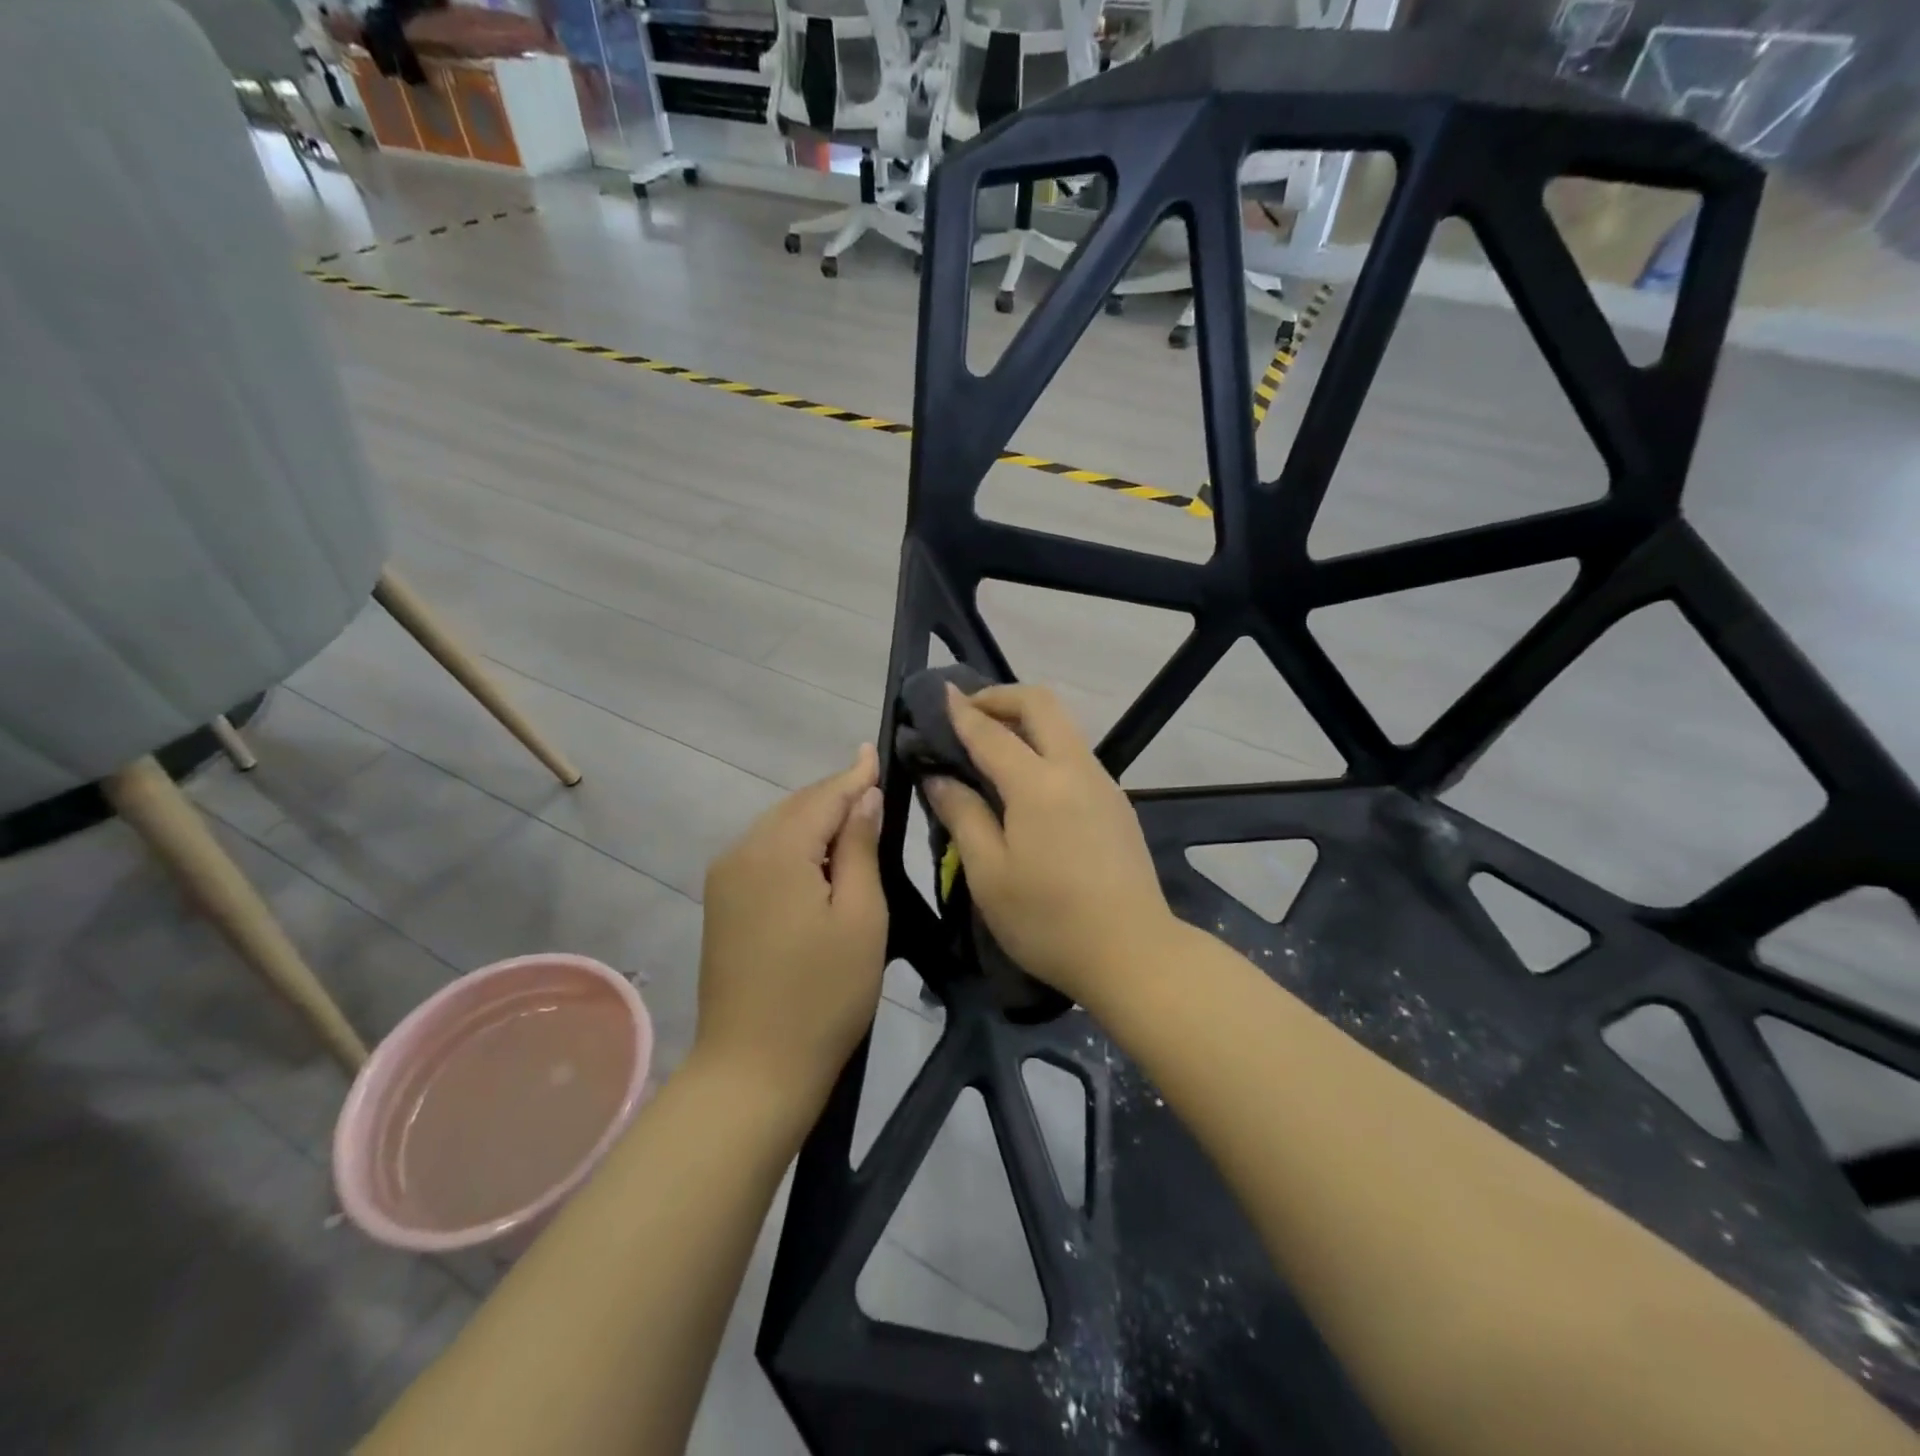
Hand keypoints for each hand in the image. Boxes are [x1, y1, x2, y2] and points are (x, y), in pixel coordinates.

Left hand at [695, 746, 887, 1106]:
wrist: (752, 1071)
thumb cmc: (822, 996)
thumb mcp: (860, 917)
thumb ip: (859, 848)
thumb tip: (862, 796)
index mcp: (776, 852)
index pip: (823, 797)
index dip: (854, 775)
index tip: (875, 749)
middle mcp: (740, 852)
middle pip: (796, 807)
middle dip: (835, 796)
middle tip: (875, 784)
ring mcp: (723, 879)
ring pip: (778, 828)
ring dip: (816, 820)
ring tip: (855, 816)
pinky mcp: (721, 903)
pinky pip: (764, 854)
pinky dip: (796, 844)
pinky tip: (820, 856)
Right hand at [924, 684, 1177, 1007]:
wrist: (1134, 954)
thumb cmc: (1049, 921)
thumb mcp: (989, 875)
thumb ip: (963, 816)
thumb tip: (938, 777)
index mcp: (1038, 784)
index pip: (991, 731)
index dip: (961, 710)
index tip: (939, 694)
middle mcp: (1075, 769)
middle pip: (1041, 704)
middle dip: (1001, 696)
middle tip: (968, 713)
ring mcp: (1103, 784)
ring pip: (1063, 727)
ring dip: (1026, 720)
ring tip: (991, 745)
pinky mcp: (1117, 803)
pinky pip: (1075, 755)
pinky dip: (1045, 746)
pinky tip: (1027, 781)